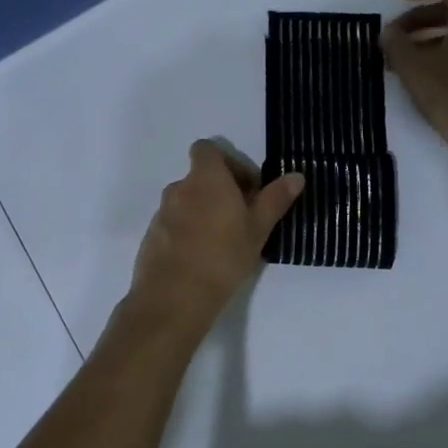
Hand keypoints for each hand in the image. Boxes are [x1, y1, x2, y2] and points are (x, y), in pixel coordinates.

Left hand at [124, 141, 305, 339]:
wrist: (173, 298)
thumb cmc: (223, 257)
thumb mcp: (257, 229)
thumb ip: (275, 199)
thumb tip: (296, 176)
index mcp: (205, 179)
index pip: (208, 149)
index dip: (229, 162)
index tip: (247, 188)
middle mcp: (179, 189)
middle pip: (201, 177)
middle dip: (222, 191)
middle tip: (243, 219)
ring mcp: (162, 213)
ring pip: (188, 202)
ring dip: (205, 212)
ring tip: (225, 243)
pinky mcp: (152, 237)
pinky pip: (175, 224)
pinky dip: (189, 231)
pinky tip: (203, 259)